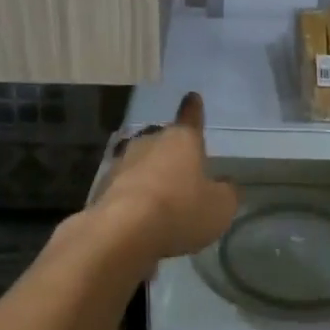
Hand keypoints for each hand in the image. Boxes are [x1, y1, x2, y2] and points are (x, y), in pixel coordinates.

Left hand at [93, 93, 237, 262]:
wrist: (122, 232)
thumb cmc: (180, 210)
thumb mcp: (220, 207)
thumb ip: (226, 192)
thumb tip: (225, 184)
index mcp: (182, 140)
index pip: (191, 118)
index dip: (194, 109)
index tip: (192, 96)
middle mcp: (149, 142)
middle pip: (164, 142)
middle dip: (172, 153)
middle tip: (182, 172)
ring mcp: (122, 163)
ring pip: (142, 164)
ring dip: (151, 177)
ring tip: (162, 201)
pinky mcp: (102, 187)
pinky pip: (126, 188)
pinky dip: (134, 198)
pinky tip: (140, 218)